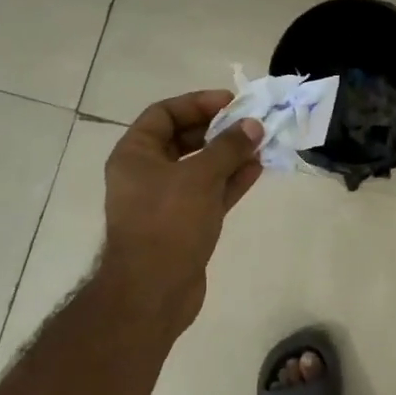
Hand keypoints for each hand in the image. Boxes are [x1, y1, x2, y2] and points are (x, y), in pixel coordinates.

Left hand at [103, 91, 263, 333]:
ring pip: (200, 167)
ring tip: (261, 144)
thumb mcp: (200, 176)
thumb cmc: (168, 223)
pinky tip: (256, 169)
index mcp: (135, 155)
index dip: (197, 103)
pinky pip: (208, 193)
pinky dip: (230, 181)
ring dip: (229, 155)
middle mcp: (146, 174)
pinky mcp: (183, 224)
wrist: (152, 292)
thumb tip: (253, 125)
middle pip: (184, 139)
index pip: (164, 114)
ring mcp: (165, 201)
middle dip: (218, 130)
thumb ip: (228, 147)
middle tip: (250, 123)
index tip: (230, 102)